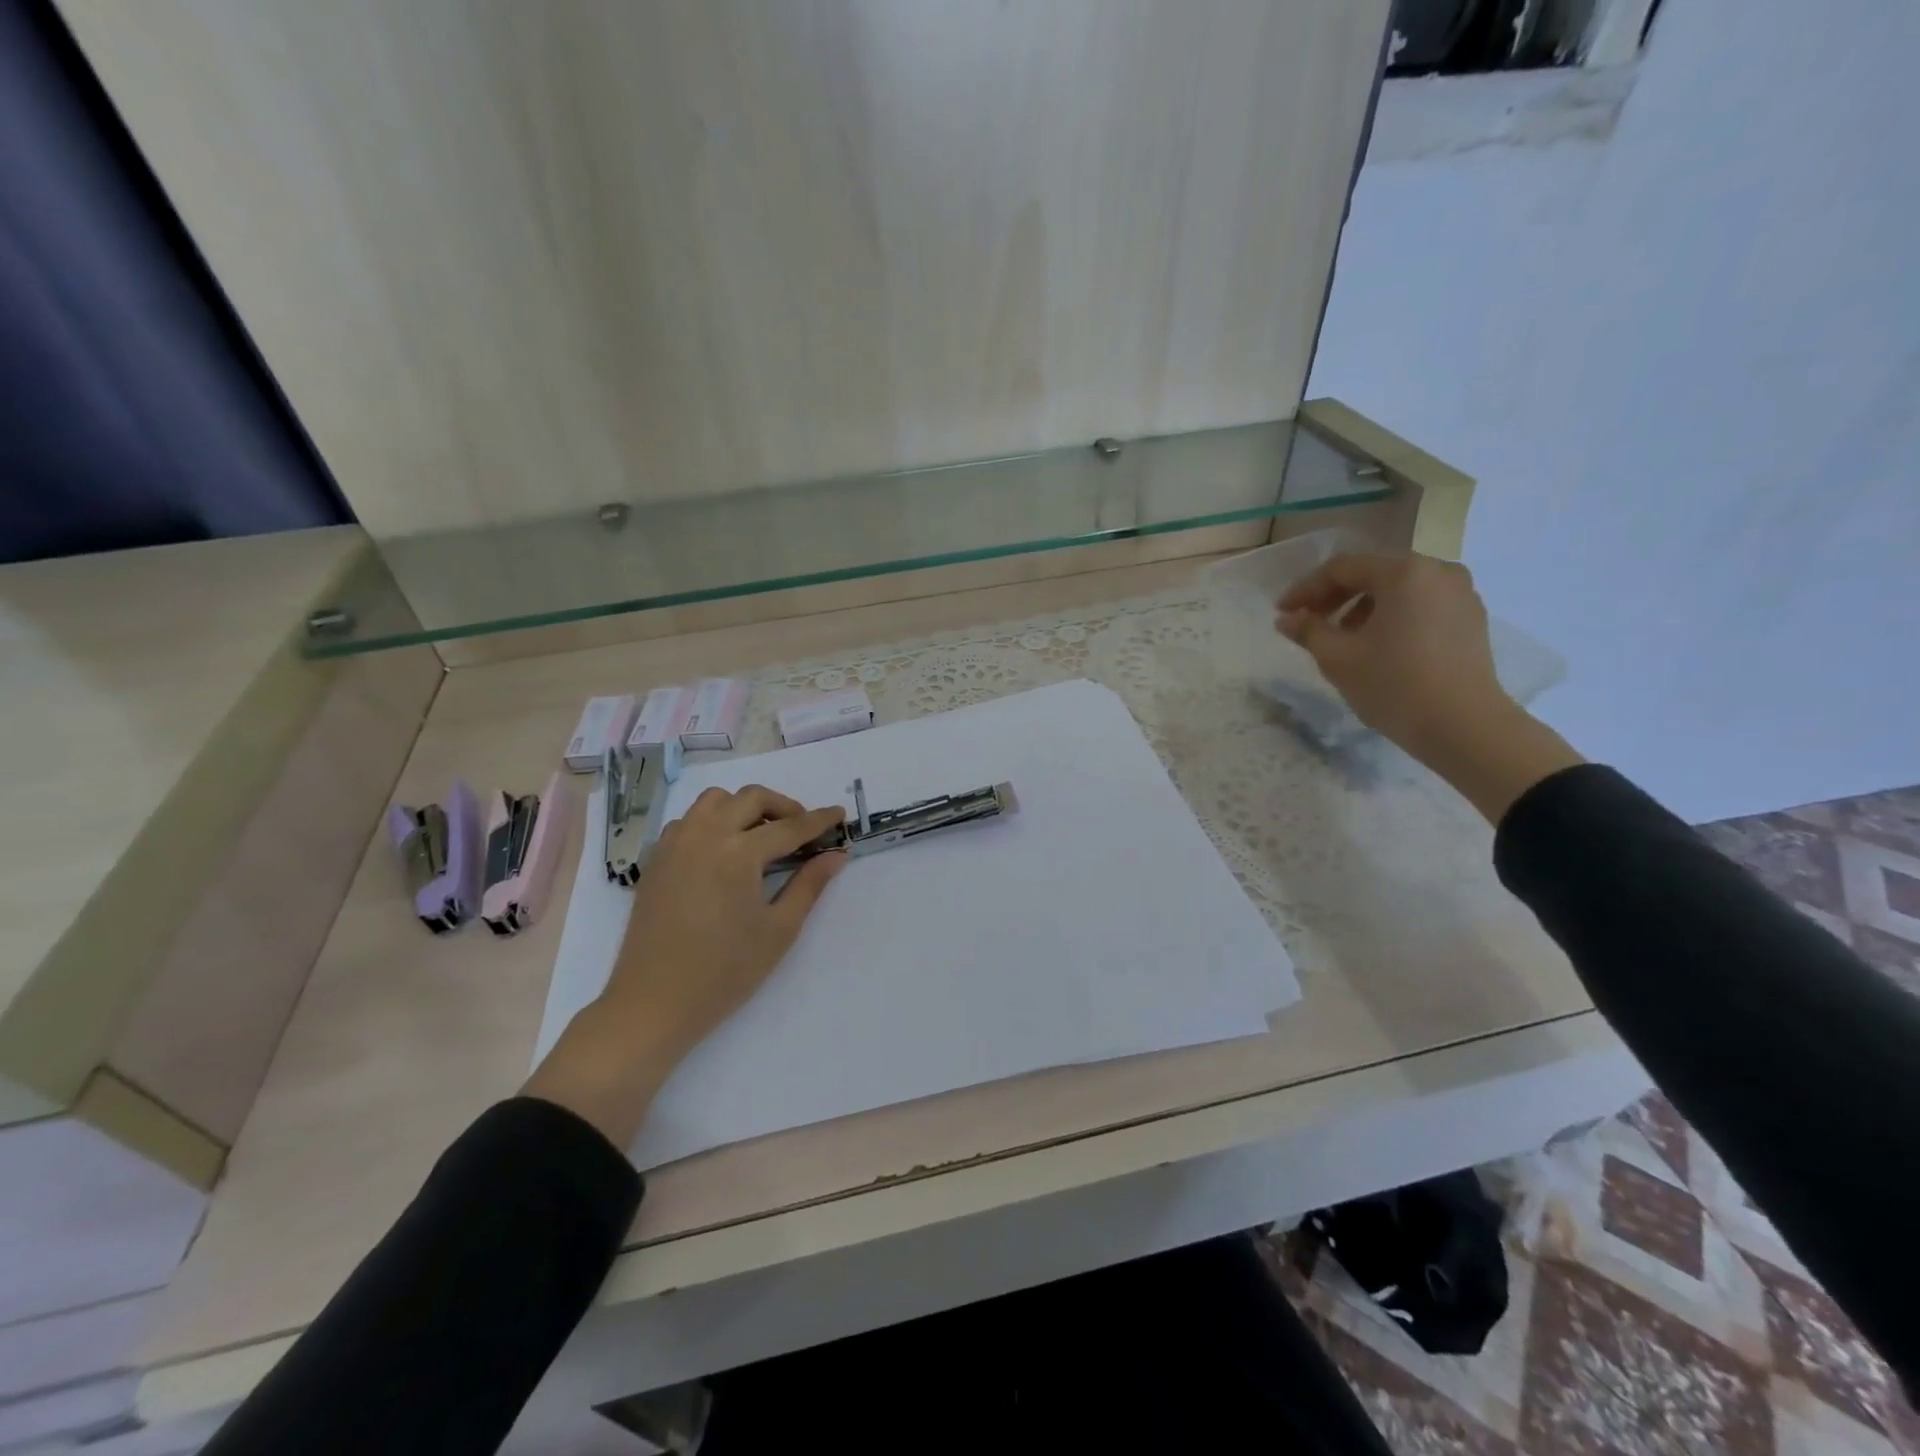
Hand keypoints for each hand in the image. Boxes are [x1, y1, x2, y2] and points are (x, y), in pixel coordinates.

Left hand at [523, 786, 846, 1147]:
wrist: (654, 1003)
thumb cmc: (724, 972)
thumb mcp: (779, 930)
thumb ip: (810, 885)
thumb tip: (837, 855)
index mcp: (739, 853)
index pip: (789, 827)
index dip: (819, 820)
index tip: (839, 815)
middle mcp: (705, 835)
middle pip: (751, 798)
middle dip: (783, 806)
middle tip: (803, 829)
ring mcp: (675, 844)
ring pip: (715, 800)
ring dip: (744, 807)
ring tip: (762, 835)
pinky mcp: (657, 858)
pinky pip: (689, 820)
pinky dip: (713, 821)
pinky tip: (723, 851)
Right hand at [1276, 552, 1504, 755]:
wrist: (1463, 726)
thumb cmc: (1393, 685)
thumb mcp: (1337, 657)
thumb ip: (1308, 630)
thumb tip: (1287, 619)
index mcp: (1404, 572)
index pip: (1342, 568)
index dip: (1306, 589)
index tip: (1282, 613)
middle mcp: (1438, 571)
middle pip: (1373, 573)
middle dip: (1334, 596)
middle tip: (1307, 622)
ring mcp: (1461, 593)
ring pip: (1398, 589)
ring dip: (1362, 607)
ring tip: (1341, 637)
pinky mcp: (1471, 618)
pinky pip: (1421, 604)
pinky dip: (1392, 616)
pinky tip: (1377, 645)